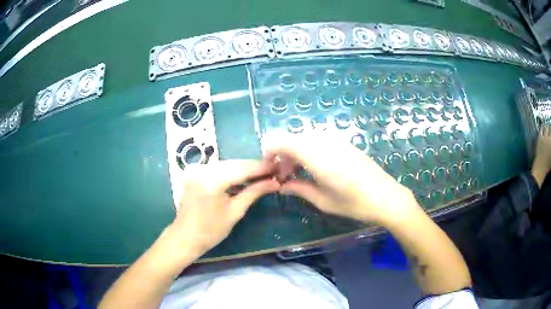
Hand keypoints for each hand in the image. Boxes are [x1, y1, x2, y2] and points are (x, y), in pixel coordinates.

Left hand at [164, 160, 279, 258]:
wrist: (185, 237)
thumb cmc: (210, 231)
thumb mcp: (235, 212)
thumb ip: (254, 192)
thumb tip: (275, 183)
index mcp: (211, 181)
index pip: (242, 169)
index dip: (261, 167)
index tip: (278, 166)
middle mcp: (202, 169)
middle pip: (234, 163)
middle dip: (254, 167)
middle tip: (273, 170)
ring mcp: (196, 169)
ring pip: (227, 164)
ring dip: (244, 168)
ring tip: (262, 173)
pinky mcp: (194, 172)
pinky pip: (218, 168)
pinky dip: (231, 171)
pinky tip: (244, 176)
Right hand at [264, 133, 419, 224]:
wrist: (386, 196)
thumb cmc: (354, 203)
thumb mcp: (323, 200)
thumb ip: (299, 189)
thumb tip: (281, 185)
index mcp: (316, 156)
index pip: (281, 140)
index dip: (269, 151)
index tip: (270, 168)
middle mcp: (324, 142)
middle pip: (292, 137)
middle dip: (282, 154)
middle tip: (285, 176)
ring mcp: (336, 140)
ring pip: (305, 138)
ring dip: (296, 152)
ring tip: (300, 174)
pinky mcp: (344, 142)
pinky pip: (318, 140)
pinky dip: (309, 150)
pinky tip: (316, 168)